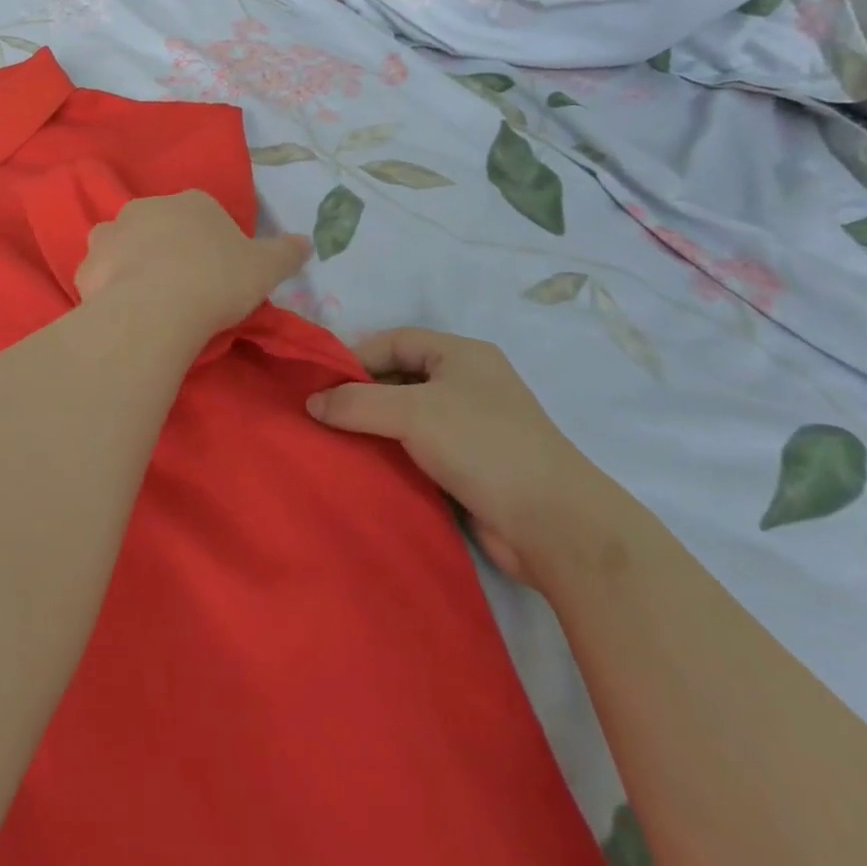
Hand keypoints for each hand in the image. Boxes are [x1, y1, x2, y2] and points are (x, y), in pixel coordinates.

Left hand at [75, 192, 310, 340]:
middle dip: (168, 248)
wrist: (157, 308)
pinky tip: (125, 311)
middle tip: (184, 287)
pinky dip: (110, 287)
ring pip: (124, 244)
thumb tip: (307, 242)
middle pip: (160, 225)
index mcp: (192, 202)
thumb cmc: (217, 280)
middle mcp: (148, 207)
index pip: (203, 213)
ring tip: (150, 299)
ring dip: (133, 263)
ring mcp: (112, 233)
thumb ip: (287, 252)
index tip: (218, 272)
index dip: (211, 242)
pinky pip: (102, 274)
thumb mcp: (266, 268)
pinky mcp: (88, 265)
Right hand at [307, 329, 609, 585]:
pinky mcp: (473, 465)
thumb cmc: (482, 446)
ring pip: (409, 416)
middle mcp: (468, 383)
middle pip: (400, 377)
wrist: (555, 525)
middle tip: (321, 415)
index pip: (394, 340)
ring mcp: (472, 426)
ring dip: (376, 428)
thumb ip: (356, 402)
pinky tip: (367, 467)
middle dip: (362, 394)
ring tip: (334, 442)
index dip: (356, 357)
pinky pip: (422, 449)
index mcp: (461, 354)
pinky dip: (395, 454)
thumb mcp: (412, 412)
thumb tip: (311, 403)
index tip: (320, 385)